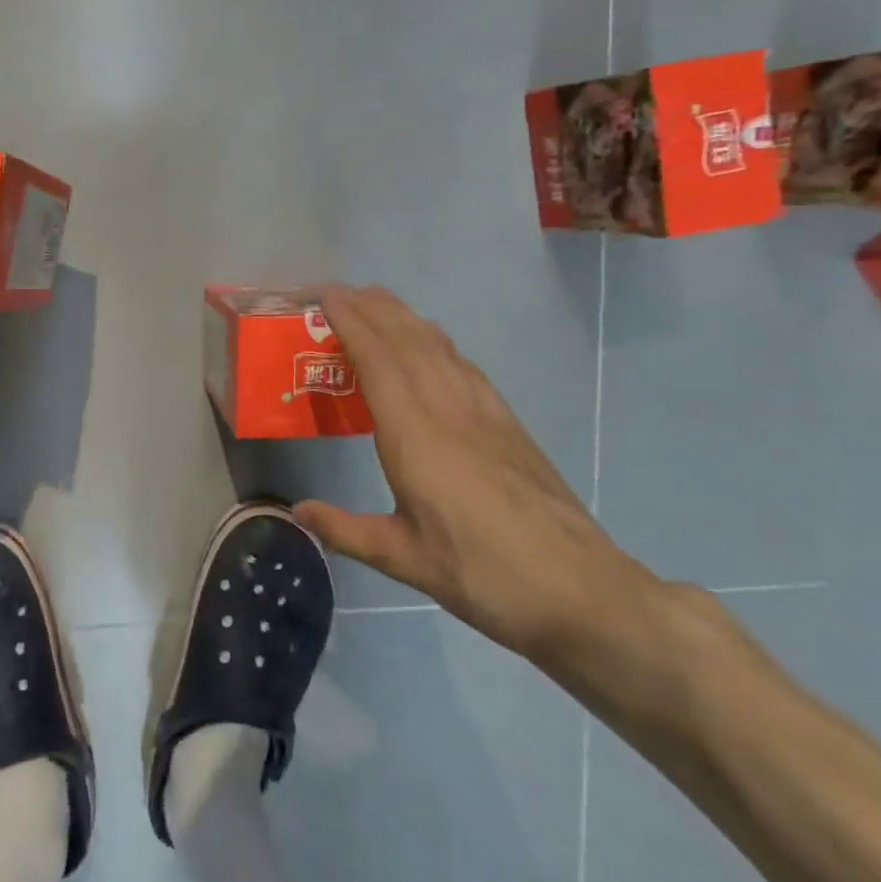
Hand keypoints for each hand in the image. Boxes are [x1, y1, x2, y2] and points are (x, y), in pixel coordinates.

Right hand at [295, 285, 652, 668]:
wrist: (582, 590)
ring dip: (402, 316)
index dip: (350, 322)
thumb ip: (347, 530)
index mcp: (416, 436)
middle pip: (407, 340)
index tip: (323, 297)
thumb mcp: (406, 560)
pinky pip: (462, 363)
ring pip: (437, 345)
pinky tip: (430, 342)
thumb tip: (298, 511)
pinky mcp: (507, 421)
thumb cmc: (485, 576)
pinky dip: (435, 340)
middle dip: (370, 307)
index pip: (378, 360)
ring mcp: (483, 411)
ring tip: (374, 301)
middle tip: (336, 291)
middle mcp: (448, 409)